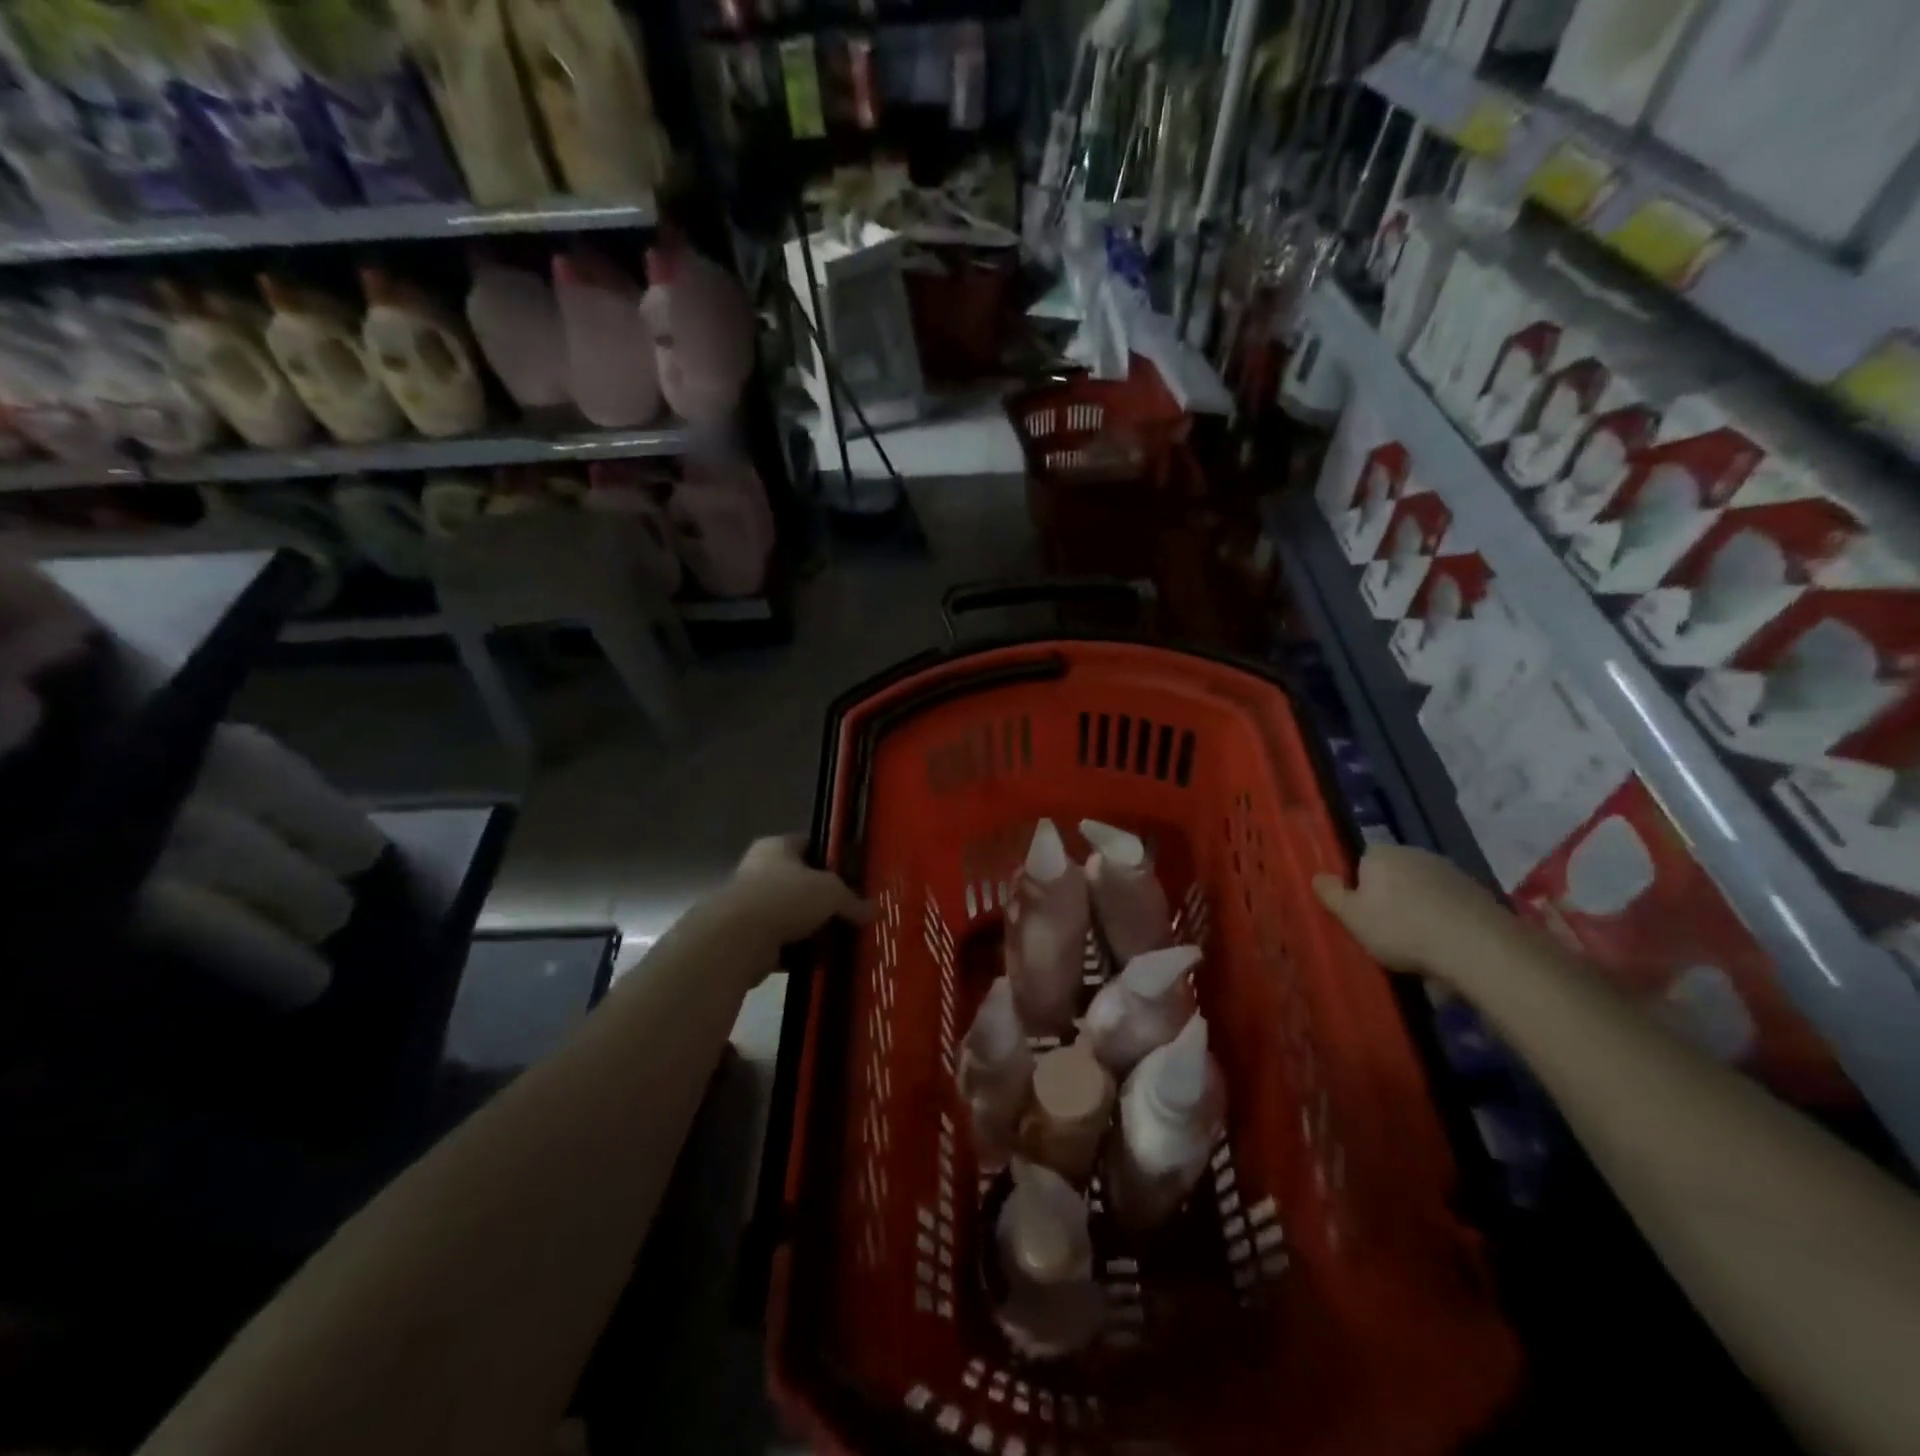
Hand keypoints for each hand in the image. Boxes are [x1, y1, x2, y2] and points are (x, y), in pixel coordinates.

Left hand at [718, 835, 872, 961]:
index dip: (831, 858)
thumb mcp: (831, 892)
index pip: (808, 845)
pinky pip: (782, 944)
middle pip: (800, 883)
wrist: (738, 939)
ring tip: (840, 940)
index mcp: (776, 848)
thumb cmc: (785, 897)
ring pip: (791, 916)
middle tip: (851, 912)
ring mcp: (750, 907)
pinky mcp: (747, 939)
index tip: (852, 875)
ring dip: (812, 929)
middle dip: (823, 900)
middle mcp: (759, 871)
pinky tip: (821, 960)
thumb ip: (852, 900)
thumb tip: (874, 911)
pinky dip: (799, 952)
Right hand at [1313, 844, 1505, 982]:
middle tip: (1389, 932)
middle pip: (1393, 875)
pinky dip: (1445, 918)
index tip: (1363, 916)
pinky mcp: (1478, 891)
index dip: (1360, 890)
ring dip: (1419, 908)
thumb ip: (1331, 894)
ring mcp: (1450, 870)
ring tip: (1420, 944)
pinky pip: (1449, 903)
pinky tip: (1446, 944)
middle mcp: (1414, 852)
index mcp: (1380, 854)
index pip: (1361, 864)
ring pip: (1423, 889)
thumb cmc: (1400, 928)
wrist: (1475, 945)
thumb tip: (1317, 876)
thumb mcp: (1351, 917)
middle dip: (1390, 897)